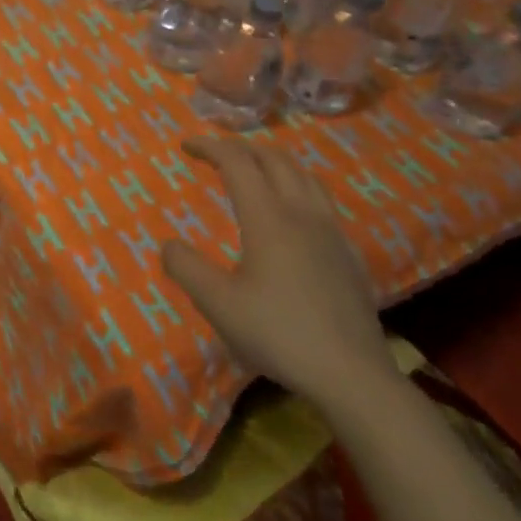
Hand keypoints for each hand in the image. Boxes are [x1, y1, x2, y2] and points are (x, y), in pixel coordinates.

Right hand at [163, 136, 396, 407]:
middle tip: (215, 154)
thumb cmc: (279, 334)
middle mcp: (302, 214)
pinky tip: (292, 213)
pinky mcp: (350, 254)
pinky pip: (322, 201)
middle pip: (274, 159)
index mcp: (268, 218)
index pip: (237, 162)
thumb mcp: (218, 304)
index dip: (209, 146)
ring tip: (253, 171)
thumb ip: (186, 268)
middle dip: (241, 148)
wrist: (353, 375)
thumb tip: (168, 244)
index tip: (186, 145)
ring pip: (304, 175)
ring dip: (272, 162)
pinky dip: (297, 187)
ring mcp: (332, 232)